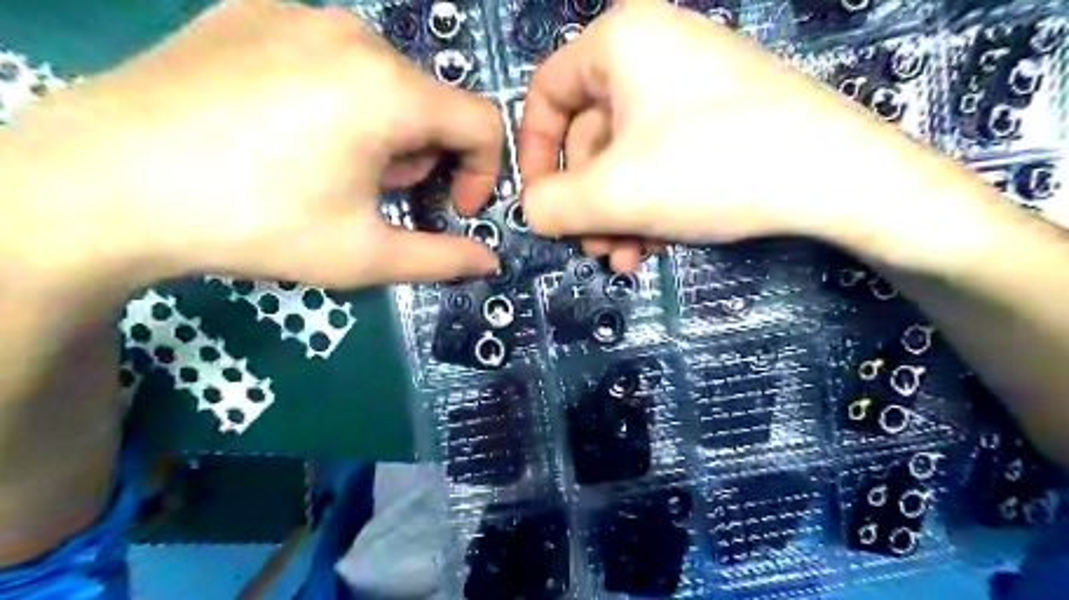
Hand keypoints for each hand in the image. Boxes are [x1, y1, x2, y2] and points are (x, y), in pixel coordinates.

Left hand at [3, 0, 499, 291]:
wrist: (103, 183)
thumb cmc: (256, 223)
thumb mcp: (364, 255)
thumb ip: (441, 258)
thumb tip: (489, 262)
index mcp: (389, 90)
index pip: (483, 122)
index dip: (482, 172)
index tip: (450, 208)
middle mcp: (355, 34)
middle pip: (431, 102)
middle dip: (422, 156)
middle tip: (376, 195)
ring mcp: (299, 12)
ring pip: (385, 78)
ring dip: (384, 129)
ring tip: (331, 165)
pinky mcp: (253, 10)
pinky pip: (331, 55)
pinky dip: (338, 98)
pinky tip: (289, 131)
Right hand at [518, 0, 983, 272]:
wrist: (837, 179)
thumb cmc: (712, 168)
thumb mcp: (614, 193)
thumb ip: (551, 205)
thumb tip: (529, 210)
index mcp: (620, 42)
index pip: (546, 95)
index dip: (534, 155)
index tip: (540, 204)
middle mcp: (652, 52)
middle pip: (589, 137)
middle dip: (587, 203)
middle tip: (594, 248)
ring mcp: (688, 86)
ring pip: (625, 158)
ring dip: (616, 214)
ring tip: (627, 257)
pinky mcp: (715, 119)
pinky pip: (659, 160)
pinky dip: (649, 204)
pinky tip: (657, 243)